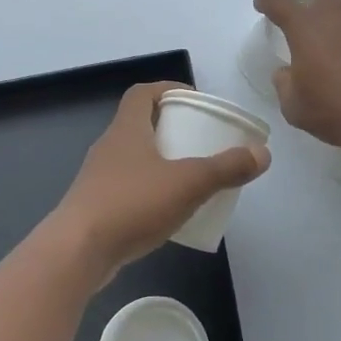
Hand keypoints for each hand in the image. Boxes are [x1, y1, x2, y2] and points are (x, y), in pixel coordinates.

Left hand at [52, 82, 270, 284]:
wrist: (77, 251)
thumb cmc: (132, 204)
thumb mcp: (187, 183)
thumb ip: (225, 168)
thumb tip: (262, 153)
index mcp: (127, 129)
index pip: (142, 93)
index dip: (167, 89)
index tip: (192, 100)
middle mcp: (109, 146)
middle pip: (139, 123)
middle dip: (170, 127)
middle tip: (199, 139)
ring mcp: (98, 178)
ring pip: (133, 157)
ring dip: (159, 160)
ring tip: (188, 175)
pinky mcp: (96, 206)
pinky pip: (127, 187)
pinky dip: (148, 189)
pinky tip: (167, 210)